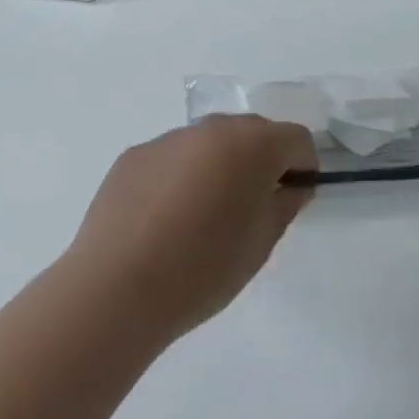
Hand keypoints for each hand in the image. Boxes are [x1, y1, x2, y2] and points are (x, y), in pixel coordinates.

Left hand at [65, 114, 317, 339]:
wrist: (116, 289)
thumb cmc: (203, 268)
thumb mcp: (262, 243)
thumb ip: (285, 204)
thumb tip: (290, 185)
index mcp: (252, 144)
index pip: (296, 138)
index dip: (303, 166)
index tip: (293, 198)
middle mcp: (211, 129)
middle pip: (253, 132)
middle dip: (261, 160)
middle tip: (251, 207)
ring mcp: (168, 139)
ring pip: (209, 143)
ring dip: (218, 166)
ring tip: (202, 217)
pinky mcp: (134, 156)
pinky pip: (172, 158)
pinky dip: (180, 177)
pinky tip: (164, 220)